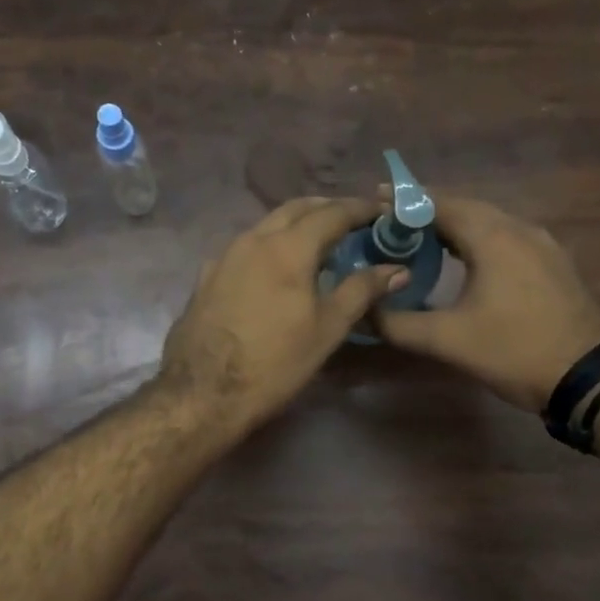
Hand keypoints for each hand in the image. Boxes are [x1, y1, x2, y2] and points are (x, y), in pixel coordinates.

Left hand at [160, 198, 406, 434]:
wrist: (202, 392)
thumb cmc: (274, 362)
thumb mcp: (327, 329)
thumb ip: (361, 291)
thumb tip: (397, 269)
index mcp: (288, 247)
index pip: (332, 213)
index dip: (360, 209)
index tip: (381, 211)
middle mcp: (253, 239)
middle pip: (295, 209)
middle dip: (326, 208)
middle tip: (351, 220)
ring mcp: (224, 255)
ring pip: (266, 225)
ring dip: (295, 224)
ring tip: (317, 242)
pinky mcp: (206, 276)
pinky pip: (245, 247)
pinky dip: (269, 245)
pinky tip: (274, 268)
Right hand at [375, 197, 599, 412]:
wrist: (589, 378)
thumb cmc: (514, 351)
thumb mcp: (448, 341)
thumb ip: (399, 324)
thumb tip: (363, 313)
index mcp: (493, 238)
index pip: (441, 205)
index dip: (406, 200)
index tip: (376, 197)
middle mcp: (520, 230)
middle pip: (467, 207)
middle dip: (429, 210)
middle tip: (394, 220)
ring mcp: (543, 245)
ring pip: (490, 221)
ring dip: (455, 224)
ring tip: (423, 237)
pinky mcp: (554, 263)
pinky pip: (508, 237)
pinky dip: (479, 238)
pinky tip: (465, 259)